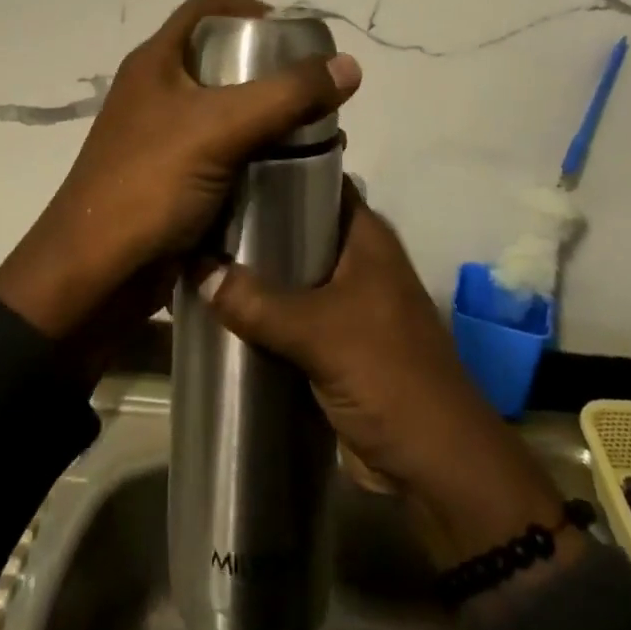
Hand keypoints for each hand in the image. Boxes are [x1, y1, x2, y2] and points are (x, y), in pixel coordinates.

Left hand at [0, 0, 361, 347]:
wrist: (94, 274)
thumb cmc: (149, 184)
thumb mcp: (220, 128)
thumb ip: (286, 95)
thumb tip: (349, 65)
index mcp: (154, 64)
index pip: (203, 9)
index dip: (247, 8)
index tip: (293, 31)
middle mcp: (155, 93)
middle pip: (217, 62)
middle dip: (267, 70)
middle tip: (312, 88)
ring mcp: (160, 139)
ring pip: (222, 112)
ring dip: (264, 118)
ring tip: (311, 130)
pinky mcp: (170, 180)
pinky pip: (220, 154)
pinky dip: (252, 156)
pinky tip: (286, 171)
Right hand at [199, 187, 575, 569]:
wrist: (434, 465)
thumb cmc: (388, 376)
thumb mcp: (319, 332)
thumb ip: (257, 301)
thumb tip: (196, 268)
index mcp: (366, 237)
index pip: (319, 181)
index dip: (278, 168)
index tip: (226, 164)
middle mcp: (357, 259)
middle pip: (298, 227)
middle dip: (254, 223)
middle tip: (199, 213)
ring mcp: (346, 301)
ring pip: (291, 272)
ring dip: (253, 271)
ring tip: (196, 251)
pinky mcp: (334, 340)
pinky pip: (289, 312)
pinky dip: (260, 309)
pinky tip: (217, 303)